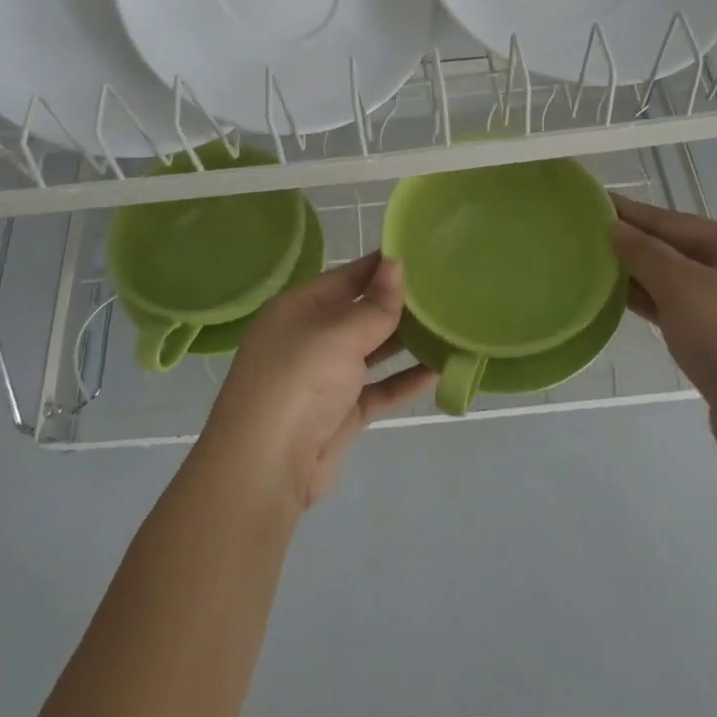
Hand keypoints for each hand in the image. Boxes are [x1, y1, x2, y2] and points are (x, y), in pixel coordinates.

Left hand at [201, 253, 434, 510]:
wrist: (267, 464)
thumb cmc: (299, 380)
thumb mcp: (339, 334)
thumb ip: (375, 304)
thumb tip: (396, 261)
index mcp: (298, 307)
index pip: (346, 276)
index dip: (381, 265)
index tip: (423, 251)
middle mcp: (310, 337)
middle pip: (360, 312)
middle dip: (399, 303)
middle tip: (446, 287)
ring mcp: (326, 376)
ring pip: (372, 351)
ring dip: (406, 341)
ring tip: (449, 324)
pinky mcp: (342, 412)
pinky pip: (379, 388)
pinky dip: (405, 380)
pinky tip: (439, 369)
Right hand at [610, 195, 716, 460]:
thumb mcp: (681, 287)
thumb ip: (644, 253)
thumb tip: (613, 228)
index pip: (673, 221)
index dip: (631, 213)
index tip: (592, 202)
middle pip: (676, 249)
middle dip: (632, 244)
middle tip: (582, 235)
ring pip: (676, 282)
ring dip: (638, 275)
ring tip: (592, 265)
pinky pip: (679, 310)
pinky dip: (651, 303)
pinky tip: (618, 300)